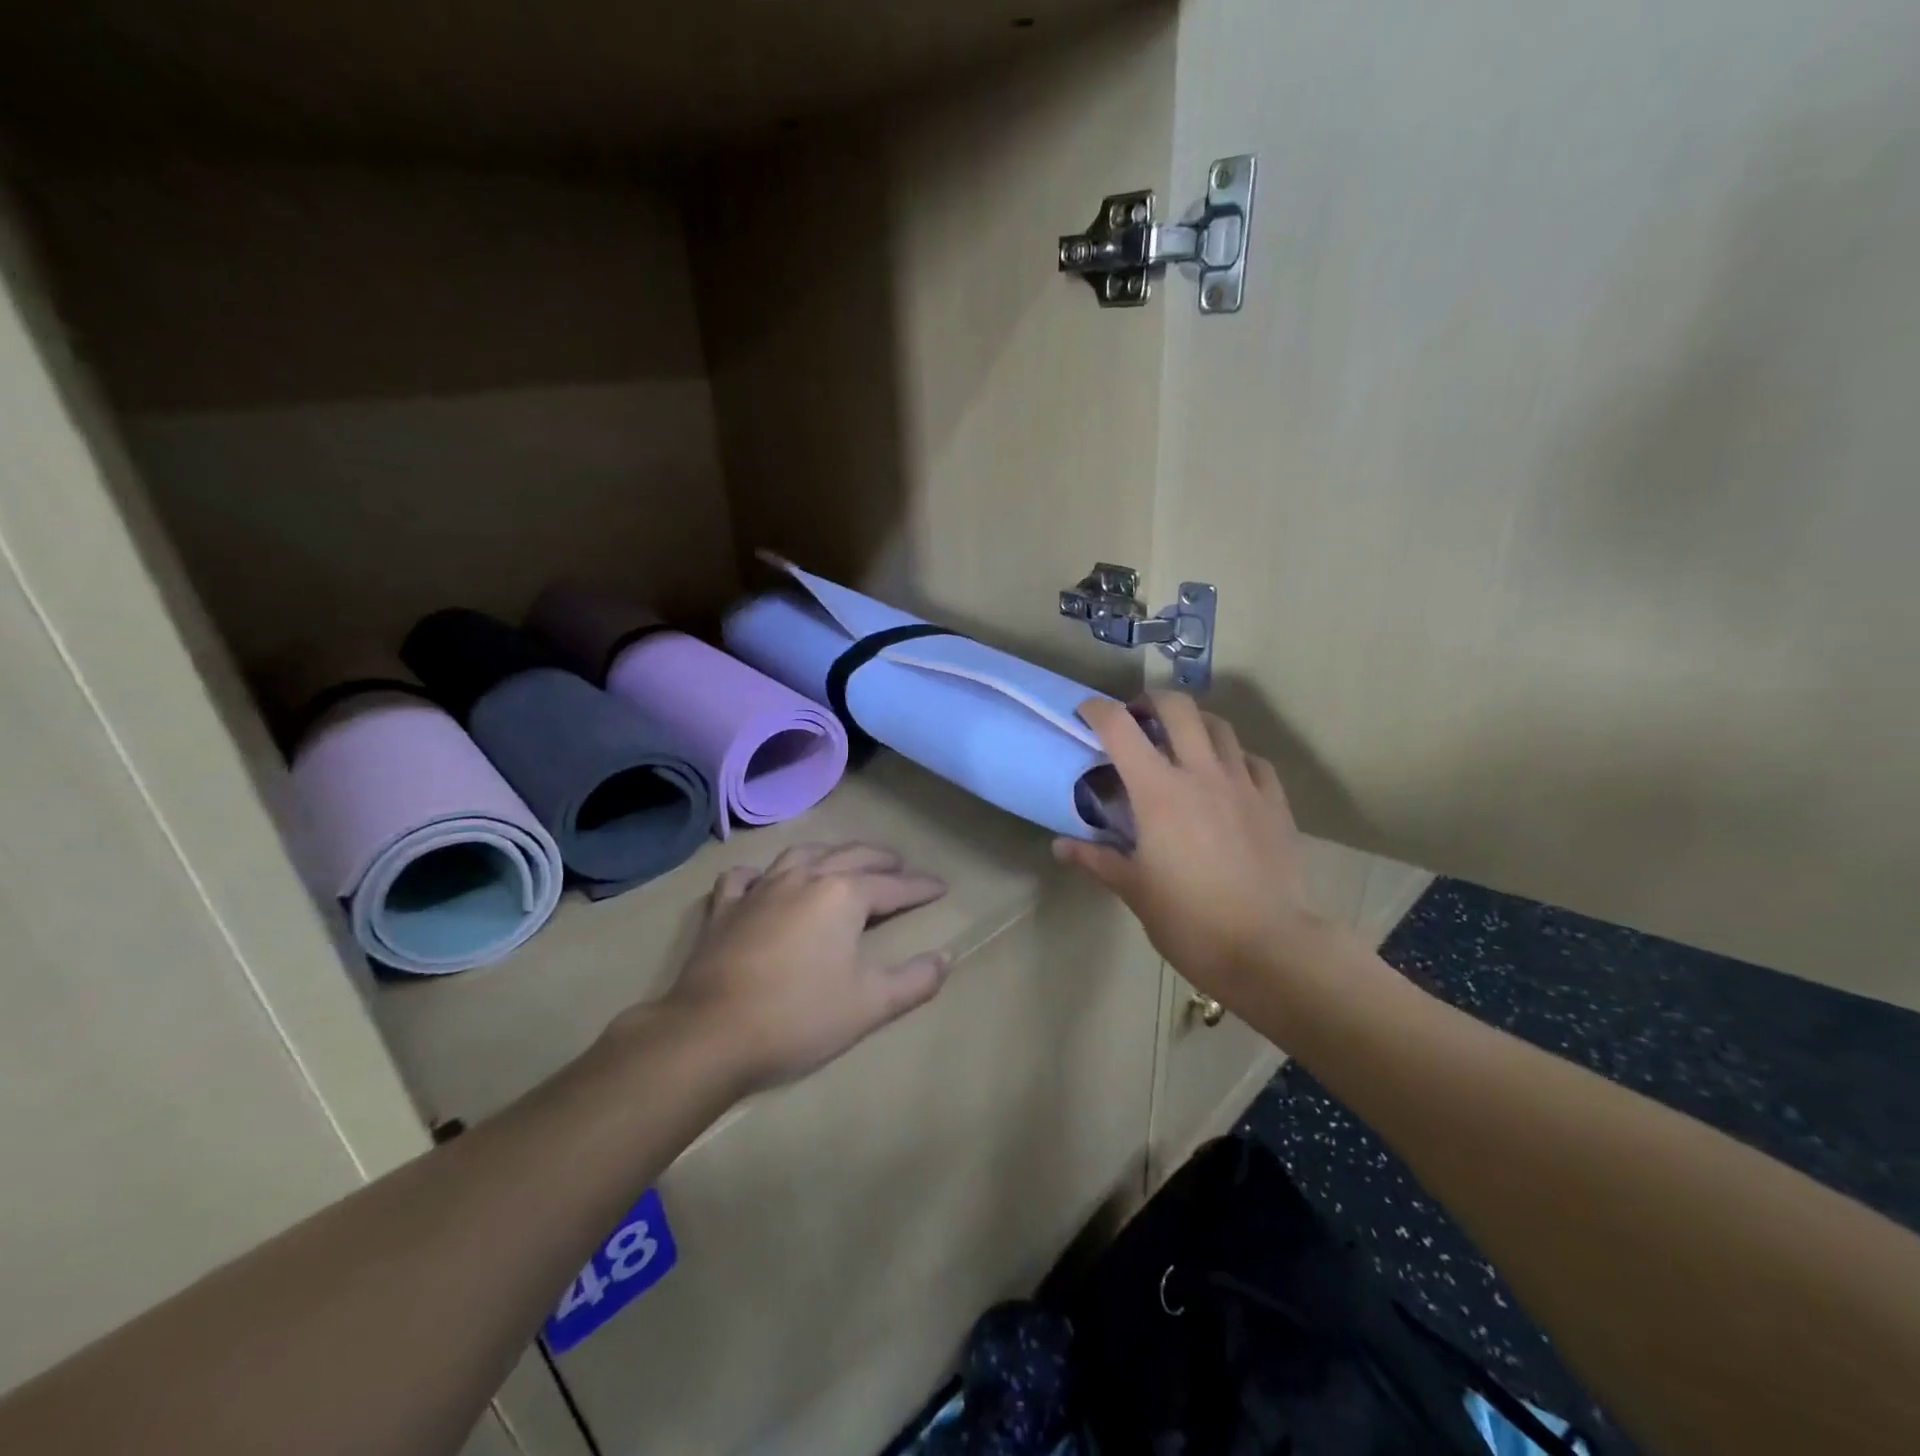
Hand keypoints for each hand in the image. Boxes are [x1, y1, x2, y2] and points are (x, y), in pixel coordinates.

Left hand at [652, 843, 950, 1092]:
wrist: (710, 1034)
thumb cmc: (799, 1017)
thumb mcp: (870, 1005)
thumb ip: (914, 981)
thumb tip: (945, 959)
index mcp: (843, 895)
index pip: (893, 886)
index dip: (920, 887)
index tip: (941, 887)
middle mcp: (804, 878)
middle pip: (851, 857)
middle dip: (881, 860)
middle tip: (899, 865)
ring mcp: (760, 889)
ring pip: (802, 855)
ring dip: (830, 854)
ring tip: (843, 861)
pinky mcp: (724, 908)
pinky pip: (745, 877)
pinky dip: (761, 874)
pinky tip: (763, 880)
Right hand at [1053, 692, 1331, 1009]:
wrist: (1270, 947)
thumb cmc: (1190, 921)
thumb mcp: (1135, 891)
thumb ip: (1097, 860)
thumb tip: (1060, 846)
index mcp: (1158, 792)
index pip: (1120, 729)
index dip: (1098, 711)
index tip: (1085, 713)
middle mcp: (1201, 774)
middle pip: (1178, 708)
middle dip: (1152, 701)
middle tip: (1138, 719)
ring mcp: (1244, 784)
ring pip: (1220, 727)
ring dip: (1195, 723)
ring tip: (1181, 742)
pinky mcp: (1275, 803)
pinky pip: (1253, 761)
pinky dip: (1234, 756)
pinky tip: (1227, 776)